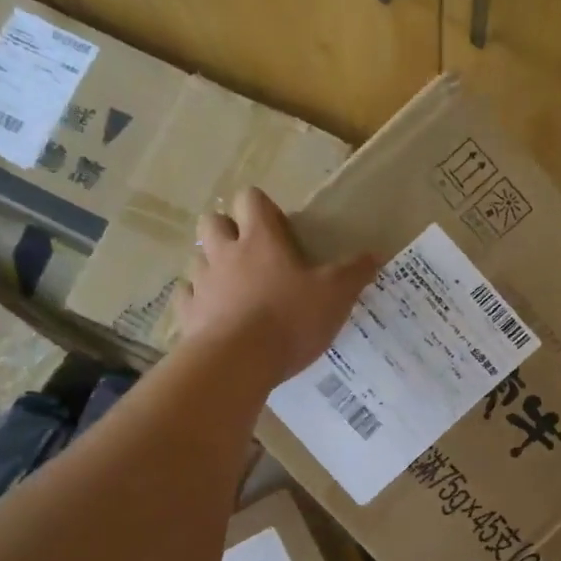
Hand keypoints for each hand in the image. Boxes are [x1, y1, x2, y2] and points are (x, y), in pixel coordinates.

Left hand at [173, 188, 378, 387]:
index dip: (262, 207)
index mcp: (260, 239)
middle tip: (250, 253)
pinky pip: (187, 297)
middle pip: (212, 221)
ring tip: (233, 287)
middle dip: (227, 229)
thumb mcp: (334, 295)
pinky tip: (213, 314)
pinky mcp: (188, 314)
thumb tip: (373, 255)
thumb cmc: (289, 319)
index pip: (251, 199)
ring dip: (212, 266)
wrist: (238, 362)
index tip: (278, 227)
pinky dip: (198, 300)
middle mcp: (225, 253)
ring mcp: (201, 283)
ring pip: (197, 258)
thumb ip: (353, 273)